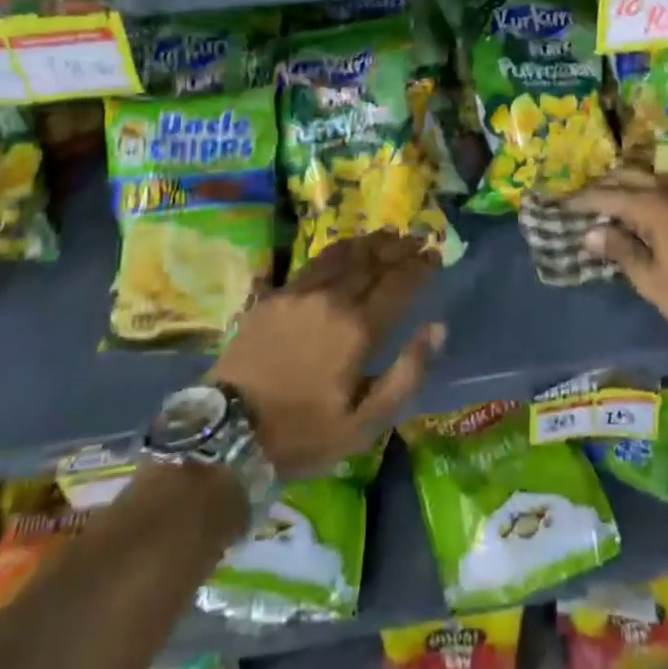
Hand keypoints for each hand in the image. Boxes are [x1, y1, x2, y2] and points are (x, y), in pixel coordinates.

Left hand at [210, 232, 445, 479]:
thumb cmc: (304, 433)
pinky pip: (314, 262)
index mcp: (358, 329)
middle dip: (399, 249)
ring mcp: (300, 292)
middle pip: (372, 262)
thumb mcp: (365, 423)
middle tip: (418, 239)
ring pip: (343, 255)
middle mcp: (332, 299)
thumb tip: (437, 328)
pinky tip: (346, 248)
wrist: (230, 432)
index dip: (419, 268)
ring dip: (370, 242)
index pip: (398, 285)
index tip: (435, 255)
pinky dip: (339, 250)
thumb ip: (406, 374)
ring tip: (389, 235)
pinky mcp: (275, 295)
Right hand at [567, 170, 667, 338]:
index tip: (562, 204)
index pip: (608, 196)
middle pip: (631, 178)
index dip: (583, 200)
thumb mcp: (649, 279)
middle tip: (585, 199)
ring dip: (631, 184)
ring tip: (615, 198)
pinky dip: (655, 192)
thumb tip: (591, 232)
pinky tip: (653, 206)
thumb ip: (620, 250)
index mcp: (652, 207)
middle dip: (605, 185)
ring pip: (654, 179)